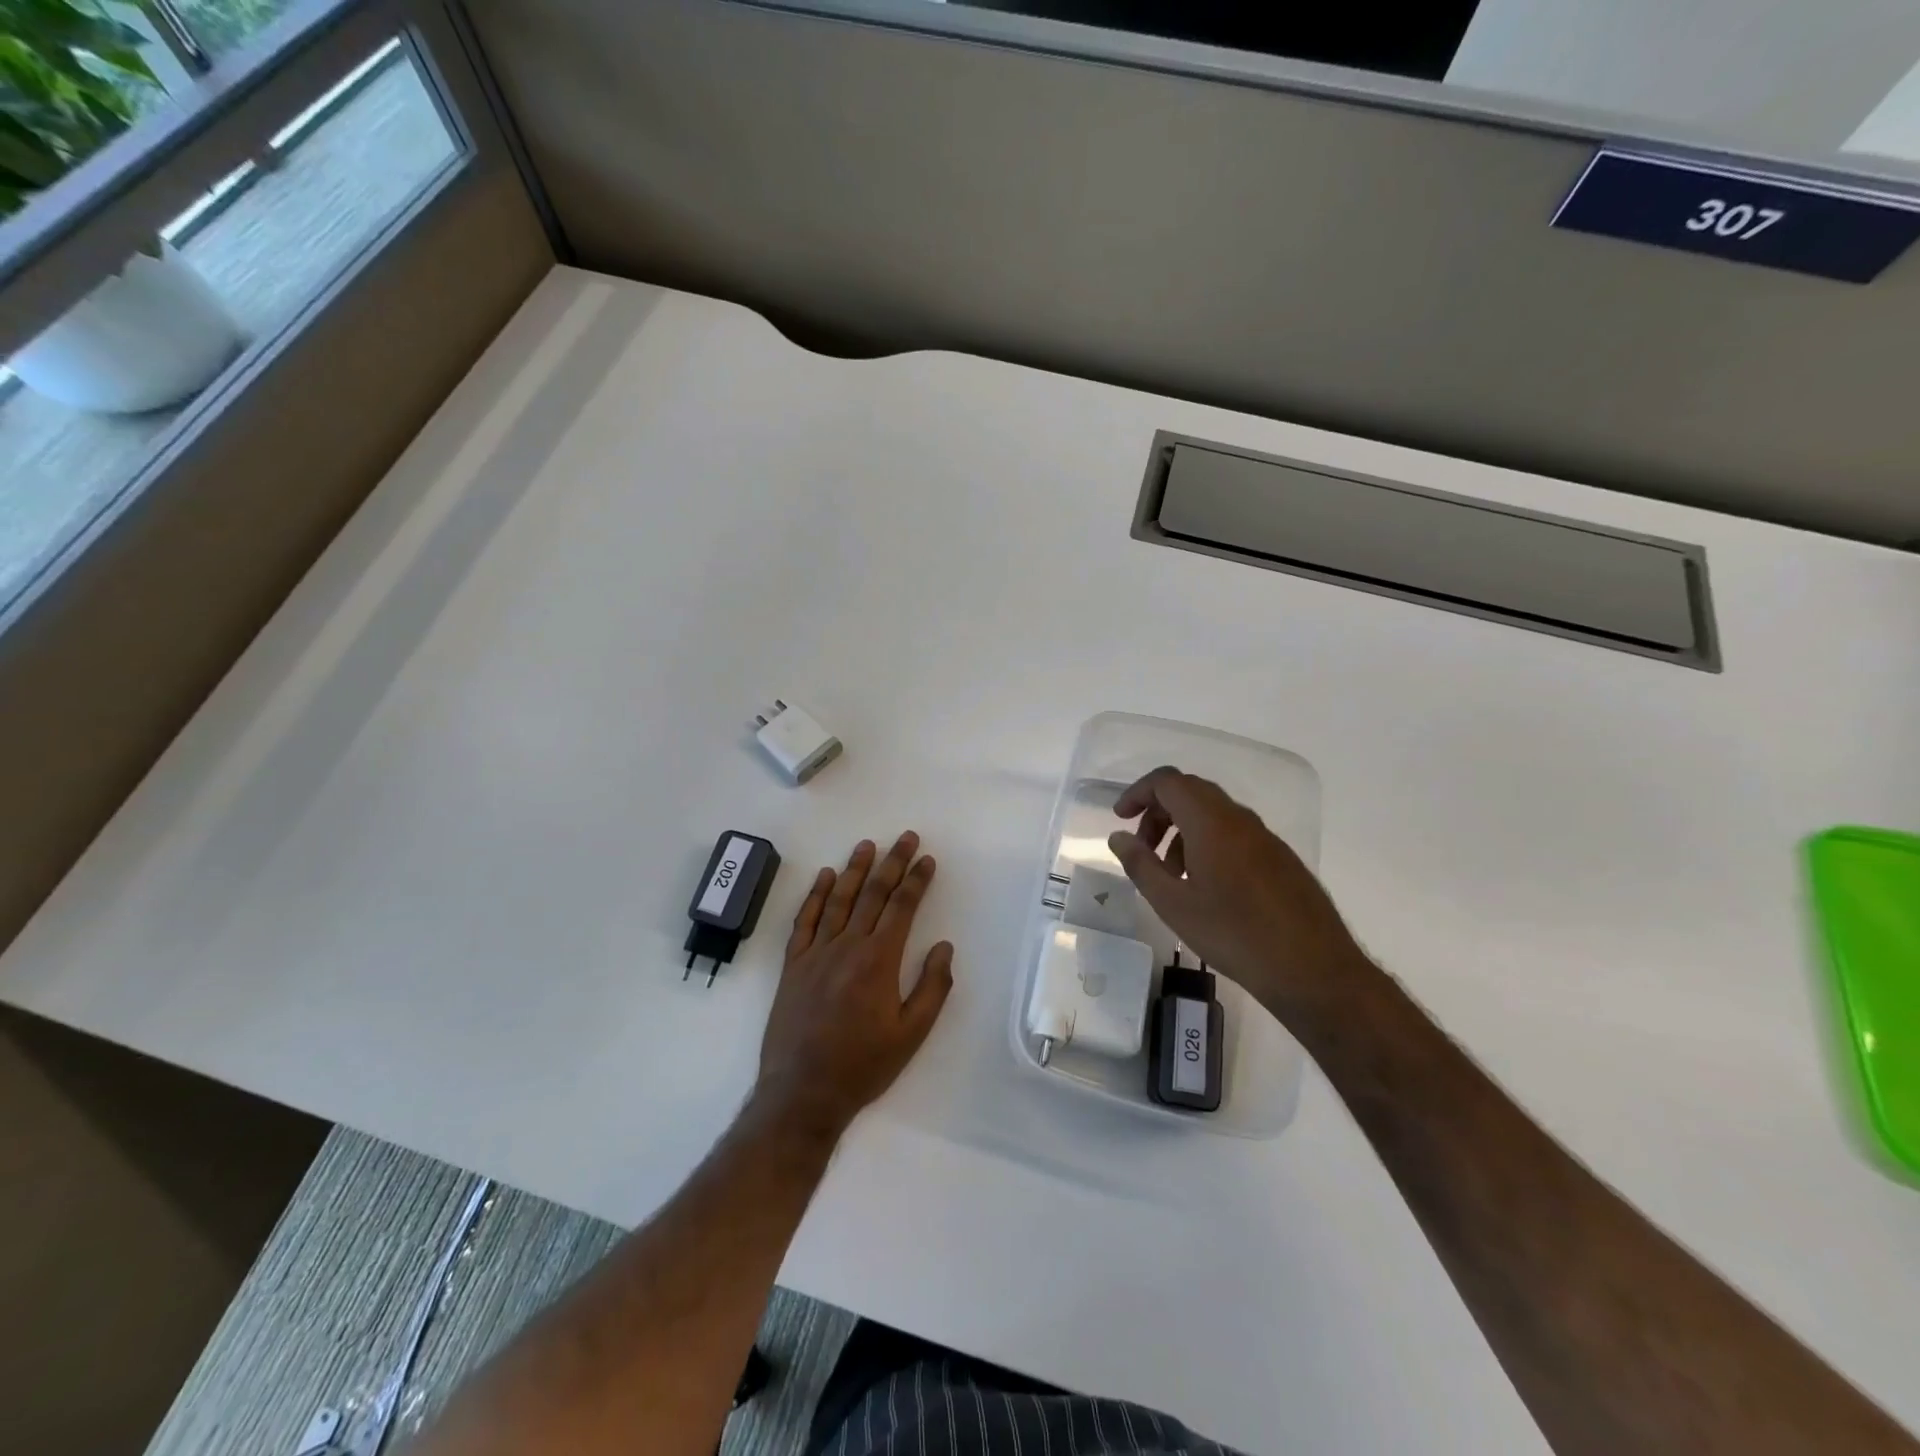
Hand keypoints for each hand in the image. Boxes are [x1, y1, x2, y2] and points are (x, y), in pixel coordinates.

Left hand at [755, 832, 953, 1136]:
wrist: (802, 1092)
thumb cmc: (863, 1065)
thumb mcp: (911, 1034)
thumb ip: (932, 987)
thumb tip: (944, 946)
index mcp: (879, 960)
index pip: (902, 908)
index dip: (916, 880)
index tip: (926, 859)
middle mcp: (847, 946)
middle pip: (873, 894)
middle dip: (892, 863)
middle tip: (905, 837)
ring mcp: (816, 952)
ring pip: (838, 899)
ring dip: (855, 870)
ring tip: (867, 845)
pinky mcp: (794, 964)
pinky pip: (805, 920)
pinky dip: (815, 895)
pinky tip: (824, 876)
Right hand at [1107, 767, 1364, 1018]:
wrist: (1313, 969)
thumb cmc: (1234, 935)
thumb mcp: (1173, 904)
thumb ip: (1141, 864)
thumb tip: (1118, 836)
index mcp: (1211, 822)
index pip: (1168, 782)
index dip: (1139, 792)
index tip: (1120, 819)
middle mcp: (1239, 819)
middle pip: (1191, 792)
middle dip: (1158, 812)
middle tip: (1143, 848)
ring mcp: (1265, 837)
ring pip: (1213, 814)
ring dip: (1183, 831)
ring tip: (1171, 874)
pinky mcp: (1280, 858)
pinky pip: (1234, 834)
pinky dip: (1208, 844)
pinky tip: (1206, 887)